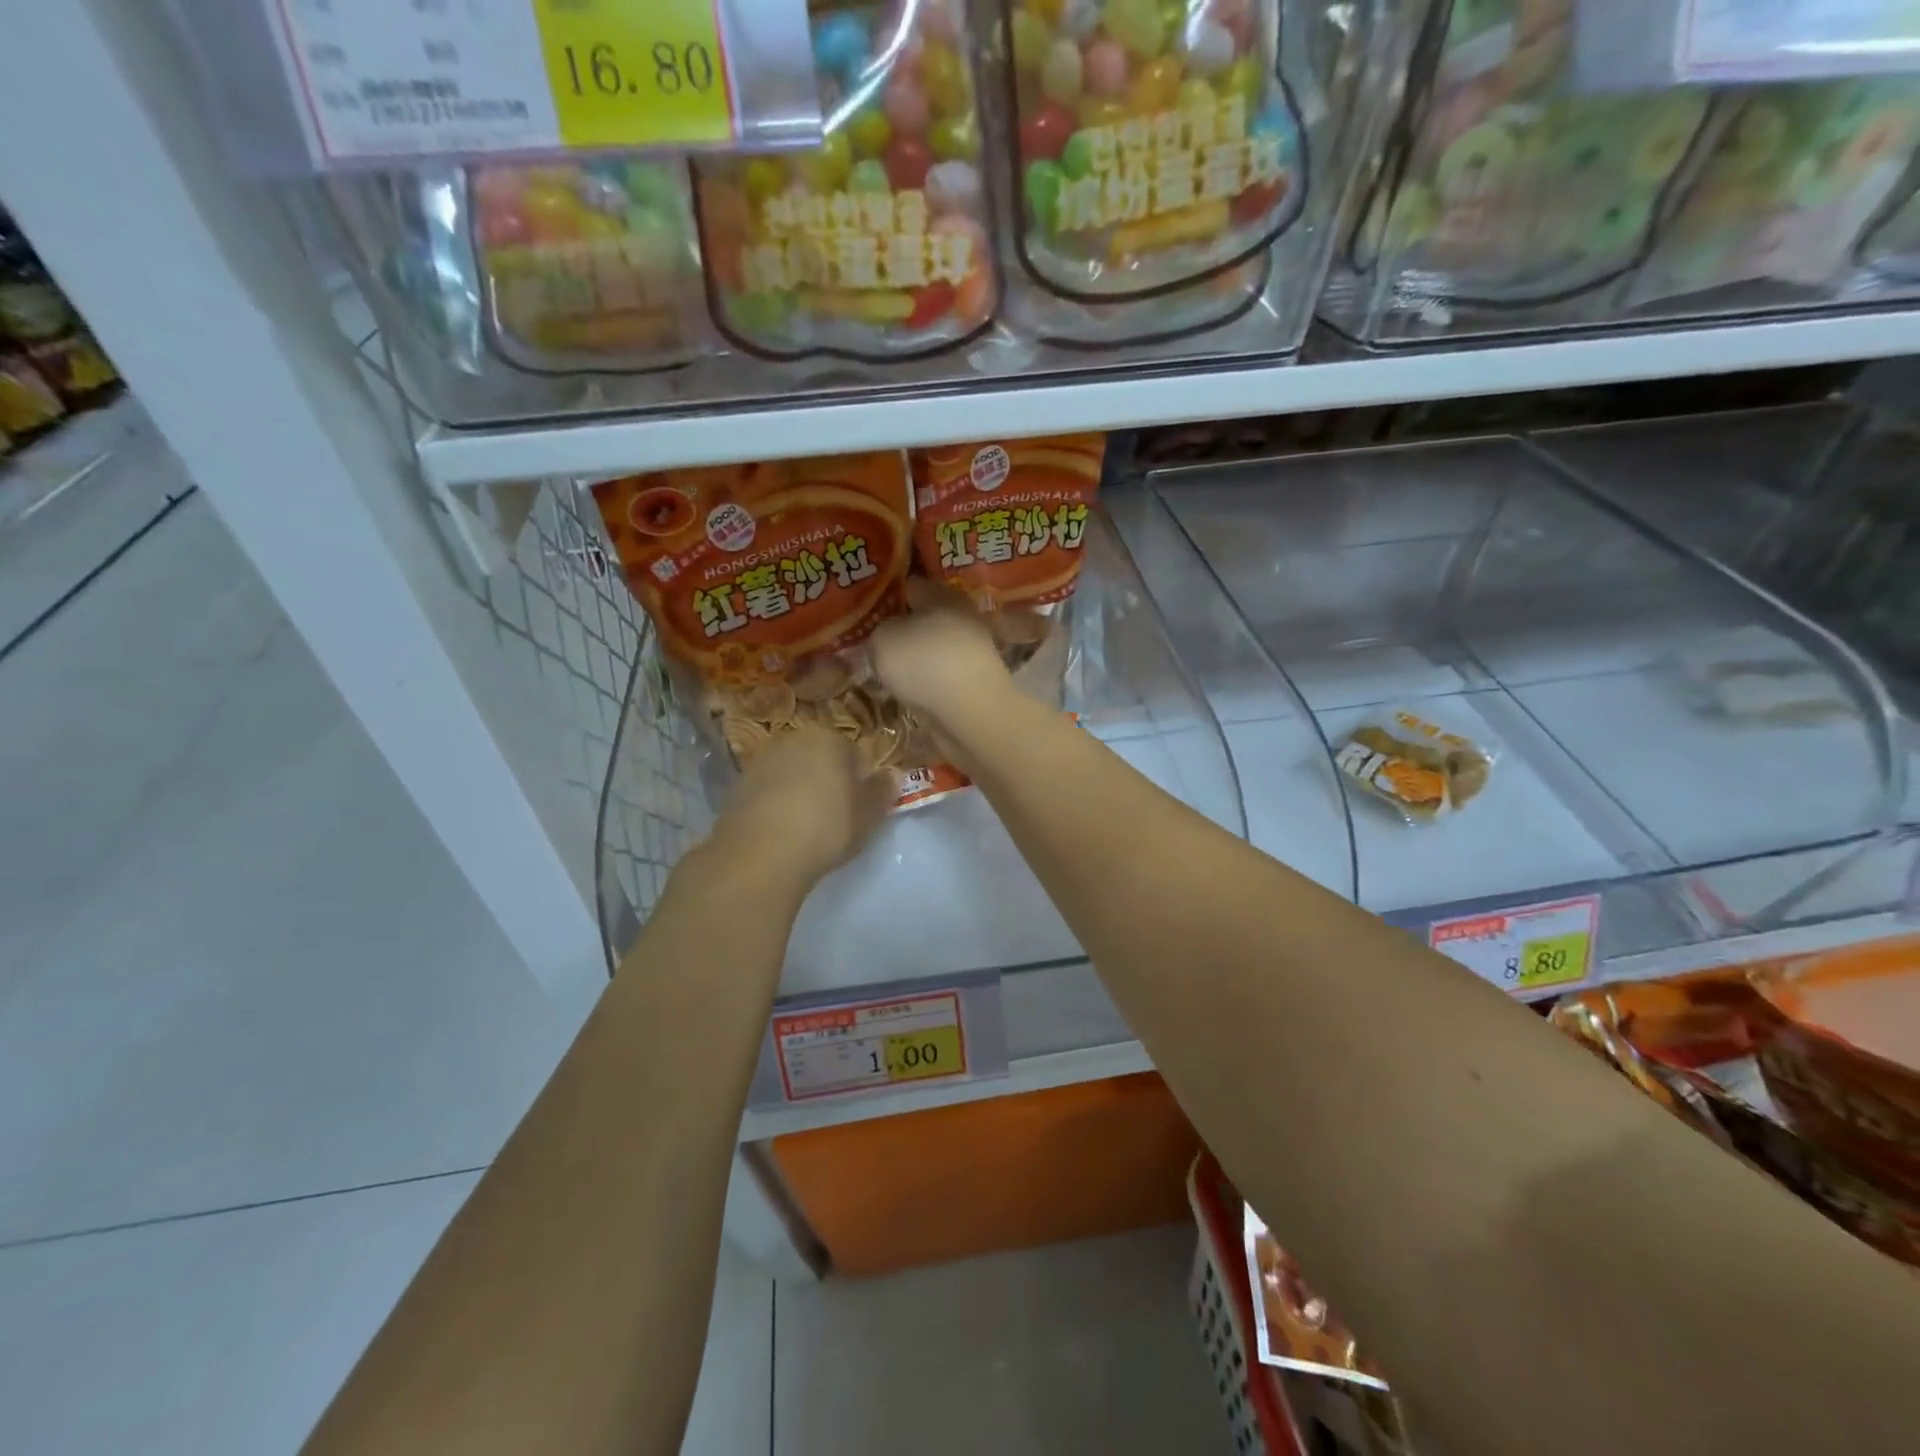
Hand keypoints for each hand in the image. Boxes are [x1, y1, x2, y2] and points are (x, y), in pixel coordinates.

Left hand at [709, 726, 895, 888]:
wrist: (761, 854)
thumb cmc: (826, 827)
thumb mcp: (868, 815)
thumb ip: (882, 791)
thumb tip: (894, 775)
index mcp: (828, 738)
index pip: (854, 754)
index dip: (860, 782)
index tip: (860, 808)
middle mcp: (792, 739)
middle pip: (819, 758)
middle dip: (828, 780)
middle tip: (835, 816)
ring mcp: (761, 760)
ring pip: (792, 773)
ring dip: (800, 791)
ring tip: (806, 826)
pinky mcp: (737, 785)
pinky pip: (768, 791)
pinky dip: (776, 804)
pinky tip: (781, 831)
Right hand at [868, 578, 1011, 727]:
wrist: (969, 711)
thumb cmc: (923, 662)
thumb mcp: (882, 639)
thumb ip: (878, 631)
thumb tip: (885, 634)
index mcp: (941, 593)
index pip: (909, 584)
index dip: (887, 593)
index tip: (867, 607)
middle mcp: (961, 616)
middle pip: (924, 616)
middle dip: (902, 627)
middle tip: (874, 640)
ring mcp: (971, 649)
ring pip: (934, 646)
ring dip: (915, 656)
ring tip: (888, 668)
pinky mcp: (975, 680)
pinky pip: (942, 673)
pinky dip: (927, 680)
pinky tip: (910, 690)